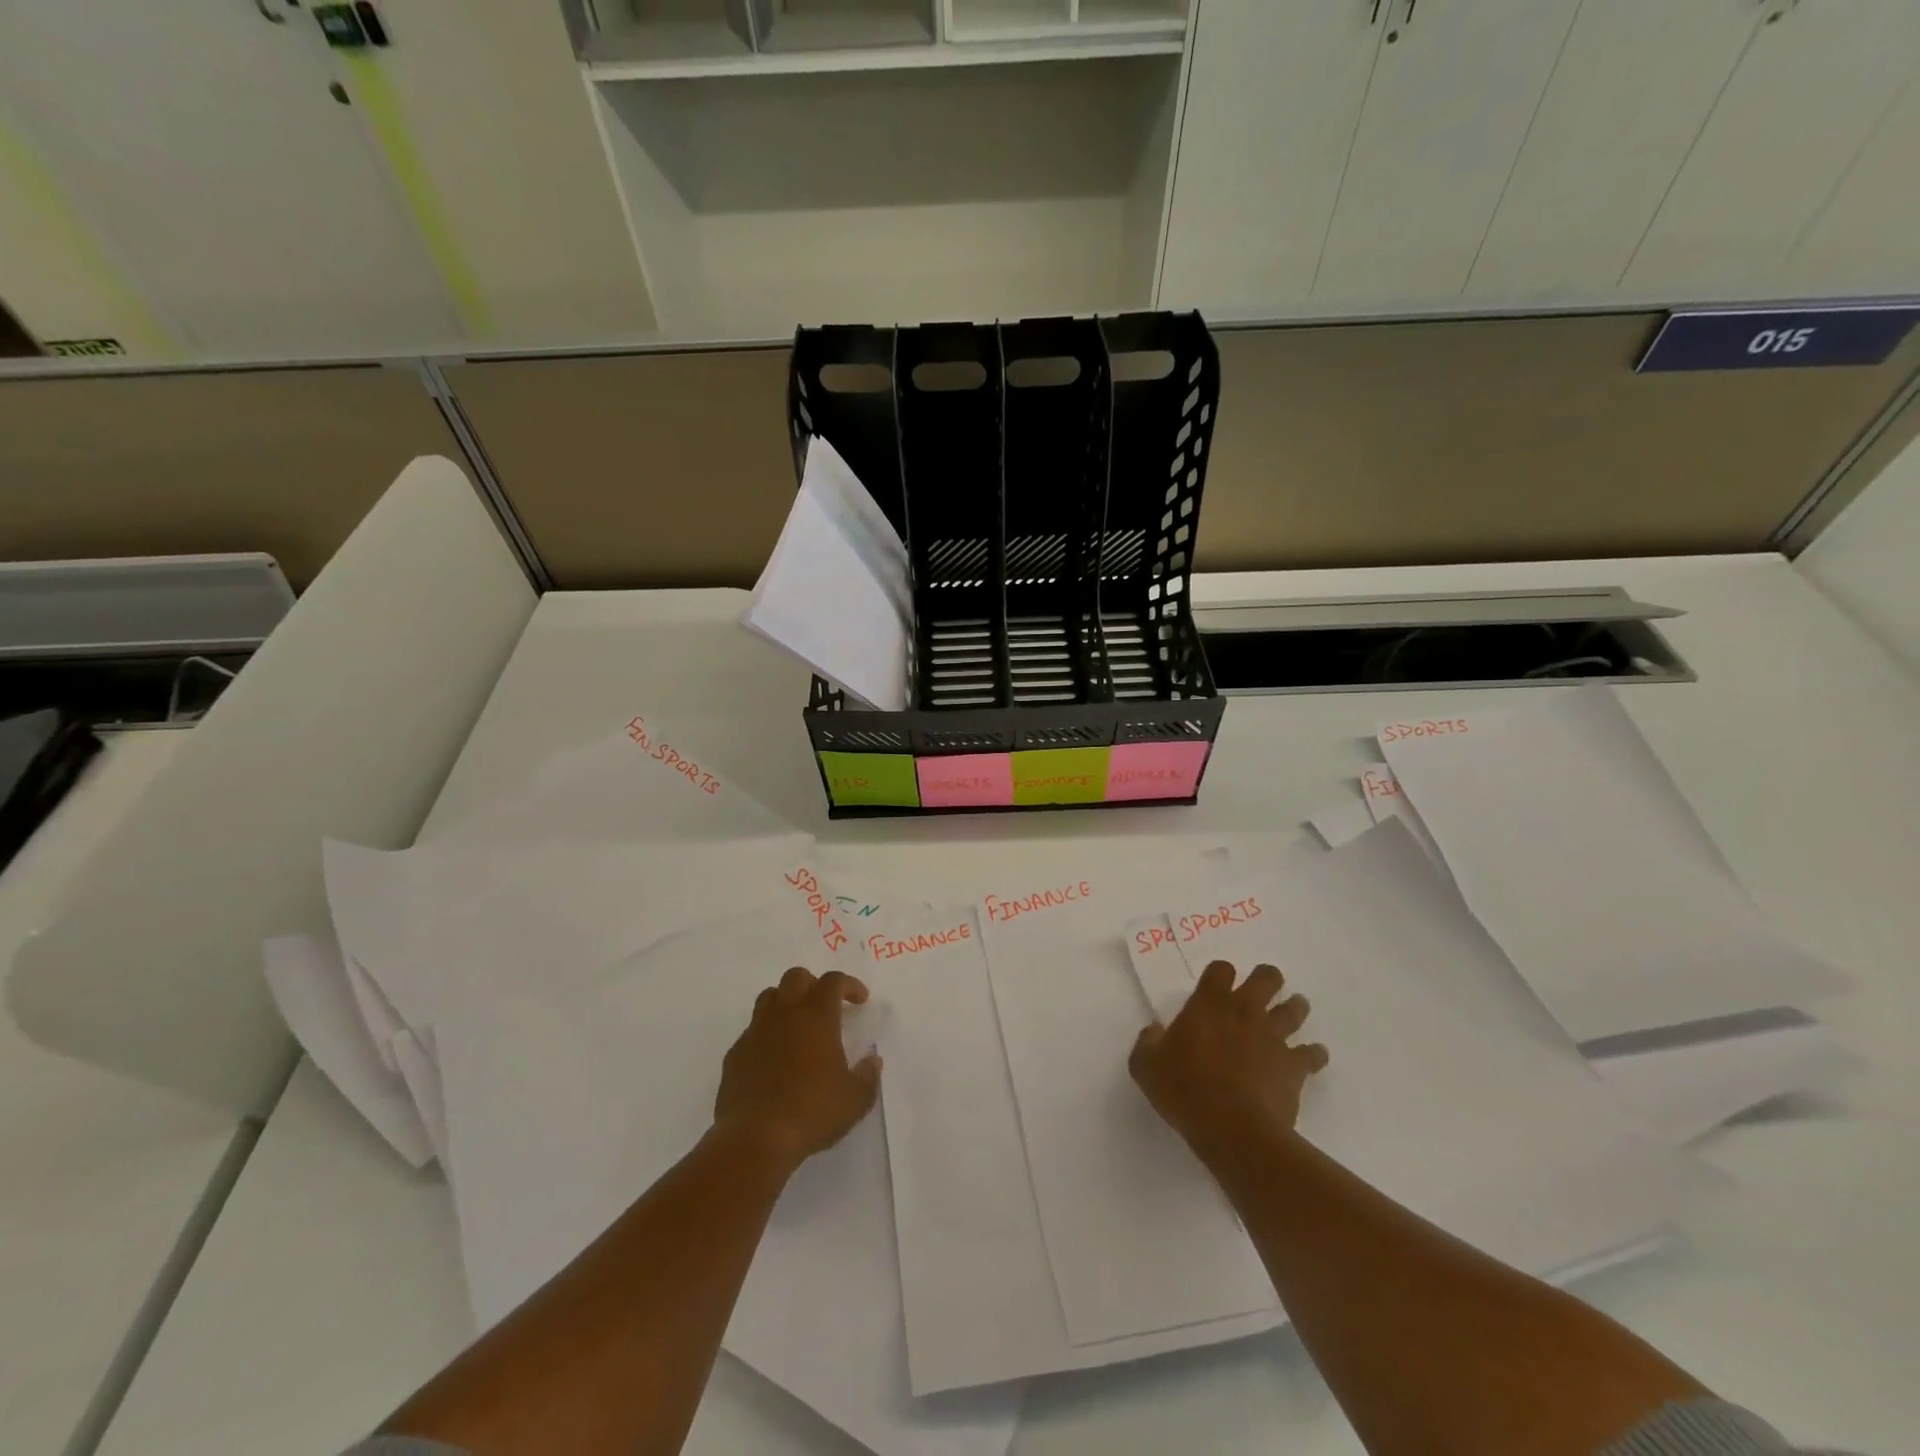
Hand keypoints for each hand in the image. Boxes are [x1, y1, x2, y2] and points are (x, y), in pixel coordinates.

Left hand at [713, 967, 880, 1171]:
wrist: (754, 1140)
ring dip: (786, 1002)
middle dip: (813, 984)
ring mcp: (756, 1032)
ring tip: (798, 1025)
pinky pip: (752, 1030)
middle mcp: (784, 1015)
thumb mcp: (855, 1100)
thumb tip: (872, 1060)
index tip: (860, 1000)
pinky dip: (766, 1034)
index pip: (833, 981)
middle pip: (796, 977)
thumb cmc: (812, 1113)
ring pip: (769, 997)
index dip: (849, 985)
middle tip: (826, 1006)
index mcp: (816, 1017)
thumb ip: (868, 1075)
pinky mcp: (735, 1054)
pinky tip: (774, 1059)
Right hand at [1130, 961, 1328, 1158]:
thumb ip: (1148, 1042)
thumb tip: (1154, 1031)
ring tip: (1293, 1011)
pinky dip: (1314, 1054)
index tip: (1217, 985)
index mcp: (1208, 1004)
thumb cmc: (1185, 1091)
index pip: (1221, 969)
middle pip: (1267, 978)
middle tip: (1262, 989)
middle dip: (1267, 979)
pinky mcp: (1295, 1066)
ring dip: (1295, 1008)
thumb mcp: (1146, 1066)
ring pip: (1295, 1009)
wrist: (1234, 1129)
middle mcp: (1245, 1011)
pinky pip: (1313, 1054)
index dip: (1221, 973)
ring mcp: (1274, 1037)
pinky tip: (1312, 1057)